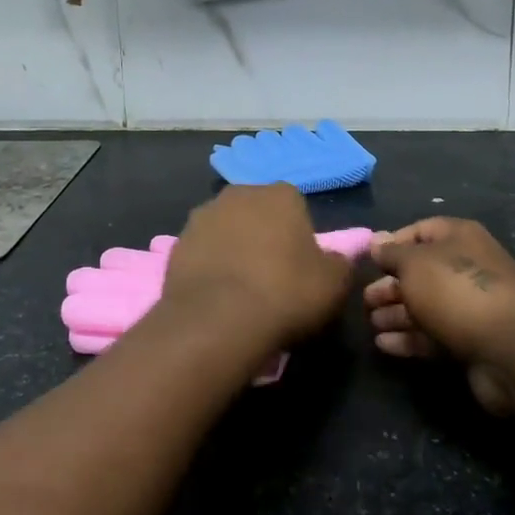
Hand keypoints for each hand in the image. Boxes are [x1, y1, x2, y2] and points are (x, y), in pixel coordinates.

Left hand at [159, 186, 353, 355]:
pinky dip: (208, 267)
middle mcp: (238, 194)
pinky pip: (201, 252)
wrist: (219, 320)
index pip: (295, 207)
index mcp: (280, 194)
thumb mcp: (334, 283)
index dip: (298, 237)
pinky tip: (216, 296)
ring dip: (233, 249)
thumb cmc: (286, 293)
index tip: (300, 267)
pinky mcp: (176, 244)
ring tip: (240, 290)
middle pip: (257, 214)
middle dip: (262, 236)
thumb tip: (332, 259)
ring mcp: (202, 216)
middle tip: (271, 276)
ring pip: (226, 230)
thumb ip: (338, 263)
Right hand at [365, 219, 514, 413]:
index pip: (420, 231)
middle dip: (390, 285)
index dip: (392, 243)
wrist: (511, 346)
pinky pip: (433, 335)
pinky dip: (408, 338)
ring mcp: (470, 306)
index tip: (368, 261)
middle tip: (364, 300)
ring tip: (370, 323)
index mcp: (459, 238)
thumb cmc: (456, 289)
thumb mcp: (415, 263)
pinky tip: (384, 345)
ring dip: (395, 313)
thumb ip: (391, 254)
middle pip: (420, 272)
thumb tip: (376, 241)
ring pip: (425, 306)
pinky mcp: (471, 341)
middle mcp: (466, 267)